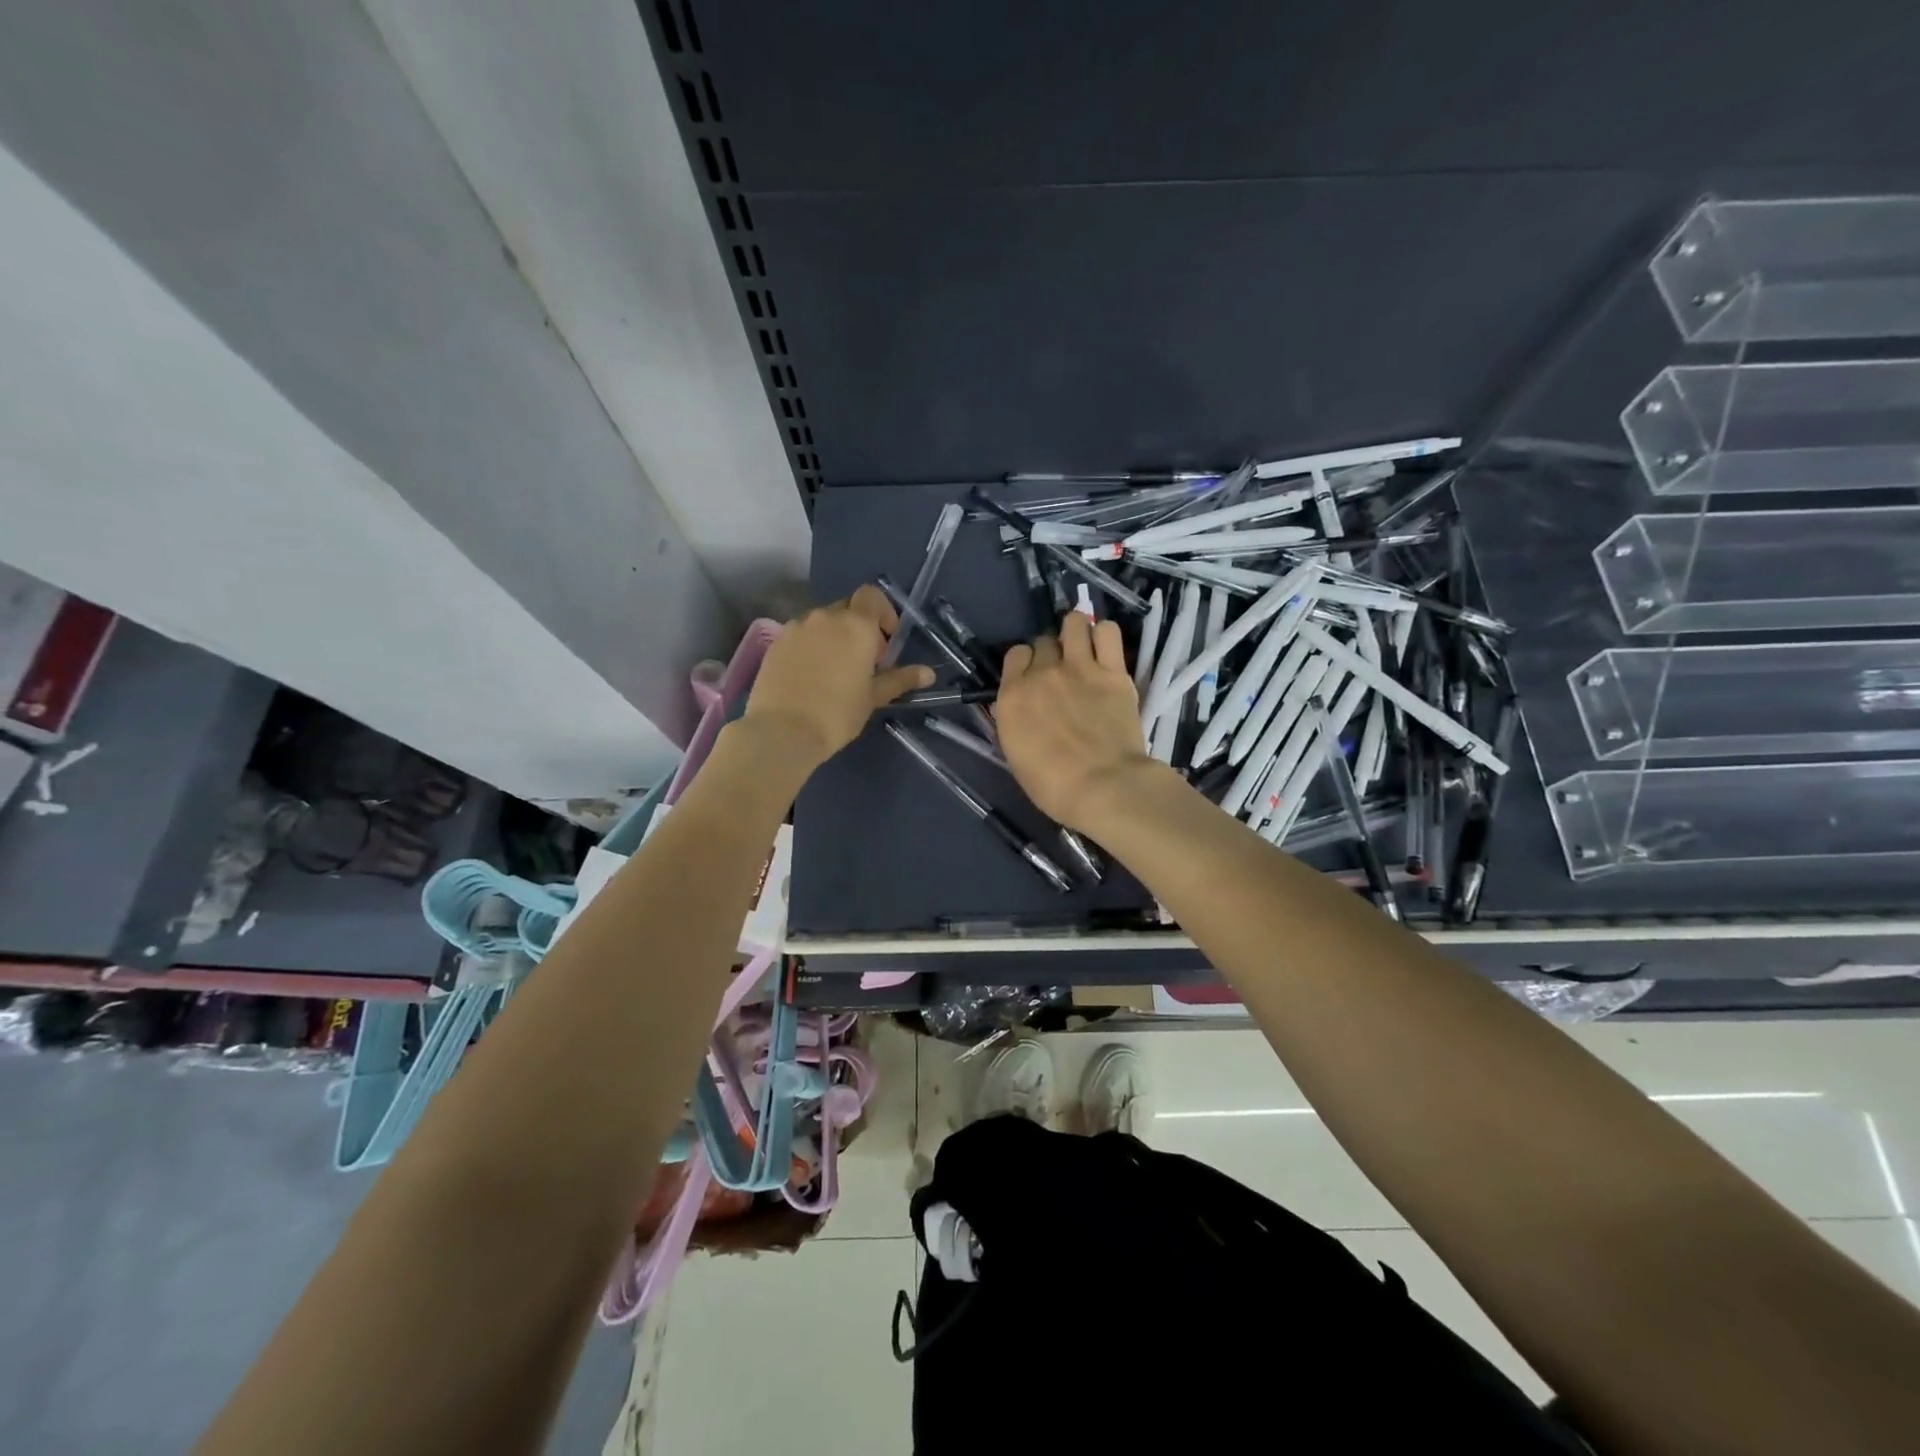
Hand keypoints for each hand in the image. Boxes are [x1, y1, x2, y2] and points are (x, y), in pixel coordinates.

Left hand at [744, 584, 934, 768]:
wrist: (782, 731)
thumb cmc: (837, 713)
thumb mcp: (873, 697)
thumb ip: (900, 679)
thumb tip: (928, 673)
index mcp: (856, 625)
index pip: (872, 595)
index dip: (883, 612)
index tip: (886, 640)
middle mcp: (825, 617)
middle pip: (847, 608)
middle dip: (859, 627)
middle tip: (863, 661)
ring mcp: (796, 627)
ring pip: (821, 622)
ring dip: (833, 636)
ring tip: (834, 670)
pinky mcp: (776, 642)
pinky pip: (800, 635)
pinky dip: (811, 646)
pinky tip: (810, 676)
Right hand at [994, 612, 1153, 833]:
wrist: (1103, 787)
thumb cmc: (1052, 785)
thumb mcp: (1016, 756)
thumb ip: (1011, 722)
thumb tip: (1008, 704)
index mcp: (1013, 695)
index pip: (1015, 654)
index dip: (1025, 663)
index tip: (1033, 677)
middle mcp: (1042, 673)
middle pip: (1043, 642)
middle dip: (1050, 653)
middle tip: (1062, 674)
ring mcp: (1079, 667)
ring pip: (1073, 624)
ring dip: (1075, 632)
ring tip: (1083, 649)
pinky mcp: (1113, 671)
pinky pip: (1107, 631)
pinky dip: (1104, 634)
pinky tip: (1105, 649)